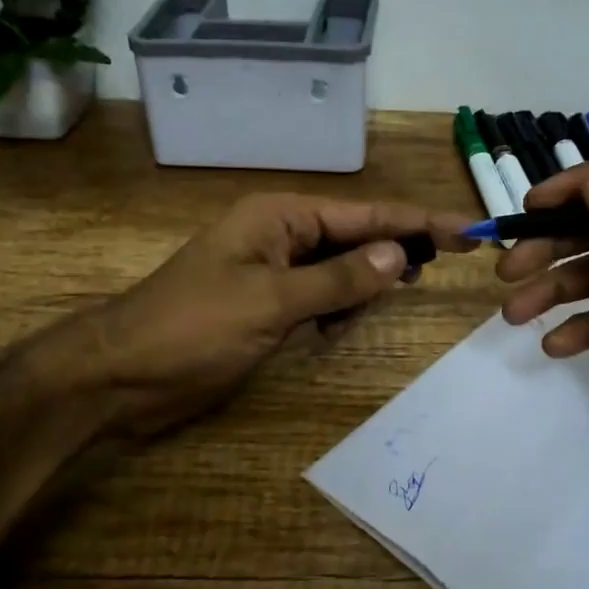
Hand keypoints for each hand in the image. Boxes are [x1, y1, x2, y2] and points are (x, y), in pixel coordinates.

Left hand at [30, 193, 474, 437]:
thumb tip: (397, 256)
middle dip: (397, 248)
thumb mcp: (271, 303)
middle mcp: (279, 235)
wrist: (120, 375)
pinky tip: (343, 326)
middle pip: (355, 235)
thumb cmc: (192, 328)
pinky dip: (338, 308)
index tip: (468, 229)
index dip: (418, 221)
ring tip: (399, 293)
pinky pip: (318, 296)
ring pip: (339, 268)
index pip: (364, 214)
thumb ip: (337, 280)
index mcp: (279, 217)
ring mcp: (271, 270)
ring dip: (366, 282)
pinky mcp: (265, 304)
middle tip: (451, 259)